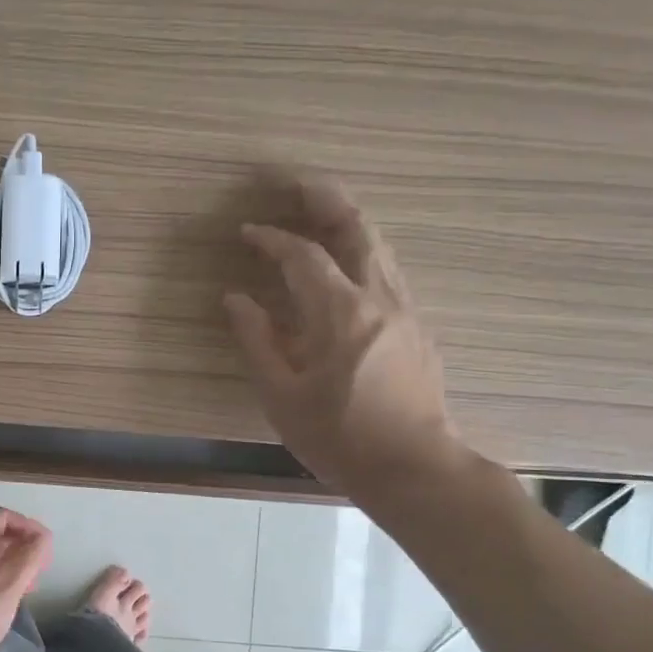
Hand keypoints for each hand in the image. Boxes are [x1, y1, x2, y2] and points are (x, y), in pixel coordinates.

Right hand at [225, 175, 464, 503]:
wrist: (413, 467)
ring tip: (320, 213)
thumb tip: (236, 299)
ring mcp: (405, 309)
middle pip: (357, 228)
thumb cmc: (338, 437)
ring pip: (379, 246)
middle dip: (326, 199)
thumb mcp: (282, 395)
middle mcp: (379, 297)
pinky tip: (347, 265)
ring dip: (347, 222)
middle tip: (297, 185)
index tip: (248, 232)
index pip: (303, 256)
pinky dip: (362, 251)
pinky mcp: (417, 327)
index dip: (273, 239)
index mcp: (340, 312)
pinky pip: (387, 270)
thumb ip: (257, 340)